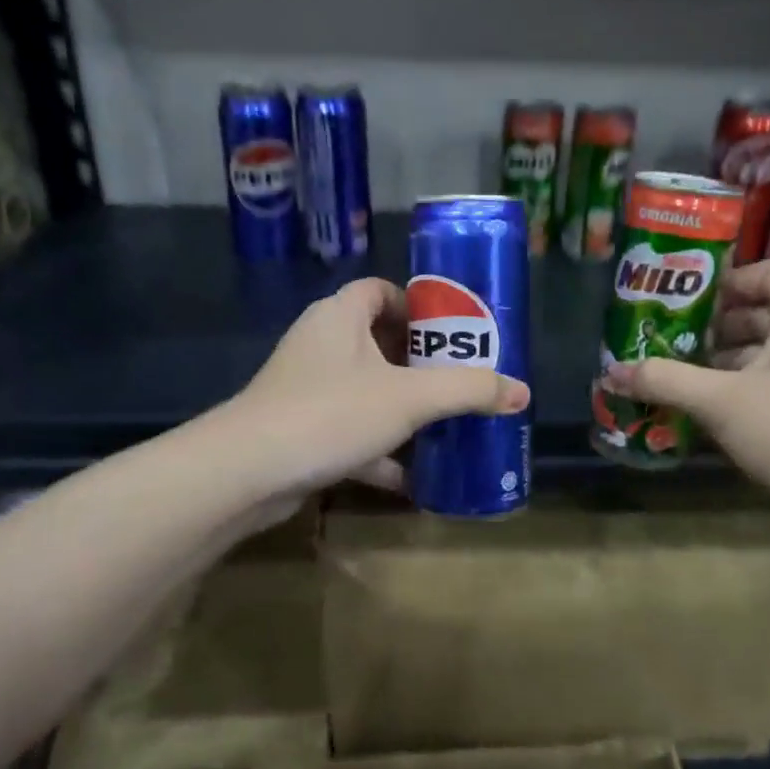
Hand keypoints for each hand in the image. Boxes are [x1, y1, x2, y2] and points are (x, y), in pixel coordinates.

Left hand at [225, 278, 529, 507]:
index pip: (380, 290)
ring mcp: (305, 389)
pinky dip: (378, 451)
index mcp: (339, 316)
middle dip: (418, 364)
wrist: (247, 472)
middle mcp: (320, 344)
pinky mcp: (299, 430)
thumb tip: (522, 391)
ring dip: (401, 409)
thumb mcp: (410, 398)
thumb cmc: (331, 412)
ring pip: (364, 389)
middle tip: (458, 381)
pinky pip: (349, 430)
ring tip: (444, 425)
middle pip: (377, 341)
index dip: (417, 306)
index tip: (451, 333)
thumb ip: (468, 390)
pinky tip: (411, 478)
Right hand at [600, 259, 769, 520]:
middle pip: (764, 313)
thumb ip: (665, 381)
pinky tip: (710, 413)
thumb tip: (612, 372)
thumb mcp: (722, 402)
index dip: (730, 279)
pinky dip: (744, 390)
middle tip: (669, 341)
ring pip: (768, 353)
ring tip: (679, 378)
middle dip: (715, 327)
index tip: (688, 302)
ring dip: (725, 362)